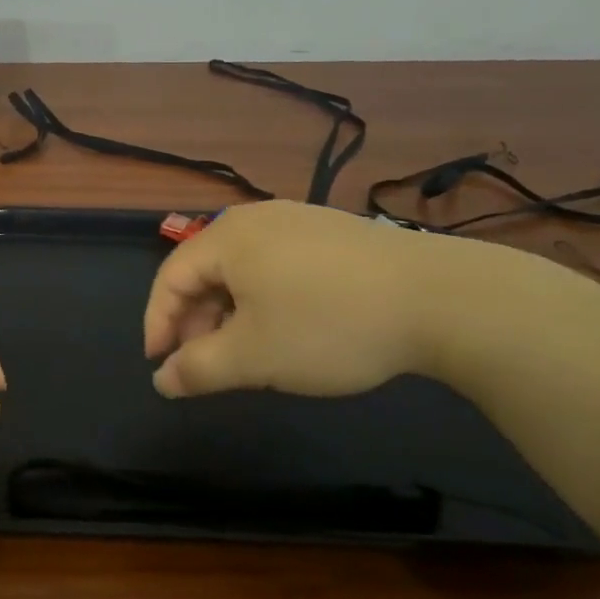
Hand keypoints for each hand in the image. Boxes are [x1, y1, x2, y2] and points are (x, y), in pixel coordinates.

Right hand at [144, 201, 460, 399]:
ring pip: (243, 269)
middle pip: (205, 270)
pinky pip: (278, 264)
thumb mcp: (254, 357)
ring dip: (231, 312)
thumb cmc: (328, 324)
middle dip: (197, 321)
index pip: (170, 278)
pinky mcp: (333, 231)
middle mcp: (256, 218)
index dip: (158, 324)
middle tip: (206, 365)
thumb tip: (162, 380)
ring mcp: (299, 220)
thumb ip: (198, 369)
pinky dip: (265, 298)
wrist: (441, 297)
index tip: (161, 366)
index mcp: (227, 238)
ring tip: (249, 352)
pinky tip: (290, 327)